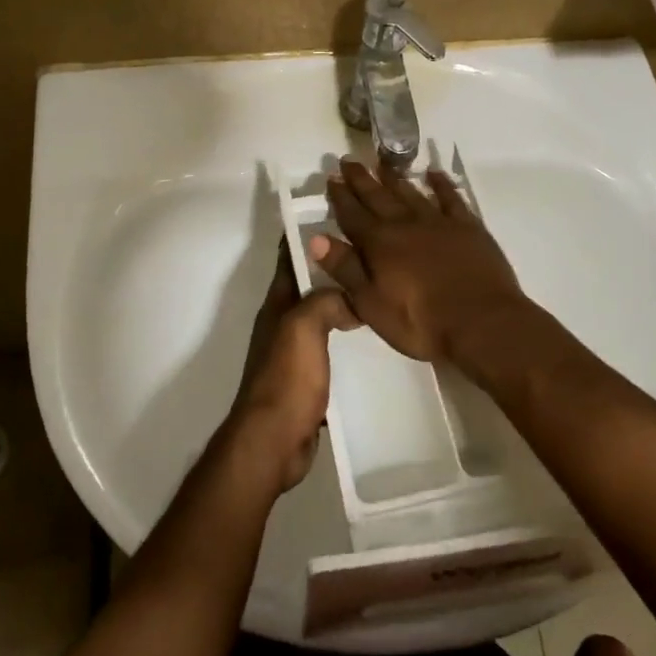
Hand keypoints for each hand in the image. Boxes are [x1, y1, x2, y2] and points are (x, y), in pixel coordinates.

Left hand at [227, 241, 357, 492]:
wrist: (273, 441)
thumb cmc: (286, 378)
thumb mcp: (304, 326)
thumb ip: (326, 300)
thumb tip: (353, 294)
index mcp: (277, 304)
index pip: (290, 257)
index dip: (308, 234)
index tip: (338, 215)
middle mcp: (283, 322)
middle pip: (310, 285)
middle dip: (335, 268)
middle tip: (374, 255)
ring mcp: (295, 352)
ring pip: (323, 316)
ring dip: (345, 304)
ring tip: (382, 292)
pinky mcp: (308, 379)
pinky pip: (332, 347)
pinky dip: (349, 339)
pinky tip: (374, 340)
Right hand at [309, 160, 525, 366]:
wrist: (482, 323)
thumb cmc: (420, 322)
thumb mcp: (371, 304)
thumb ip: (345, 269)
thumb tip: (316, 238)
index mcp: (379, 243)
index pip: (353, 215)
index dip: (340, 197)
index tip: (330, 178)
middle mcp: (406, 224)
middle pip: (379, 197)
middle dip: (362, 180)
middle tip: (348, 160)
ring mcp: (439, 222)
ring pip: (411, 192)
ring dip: (395, 178)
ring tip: (382, 162)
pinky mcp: (468, 227)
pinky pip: (451, 198)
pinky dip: (441, 184)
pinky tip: (434, 174)